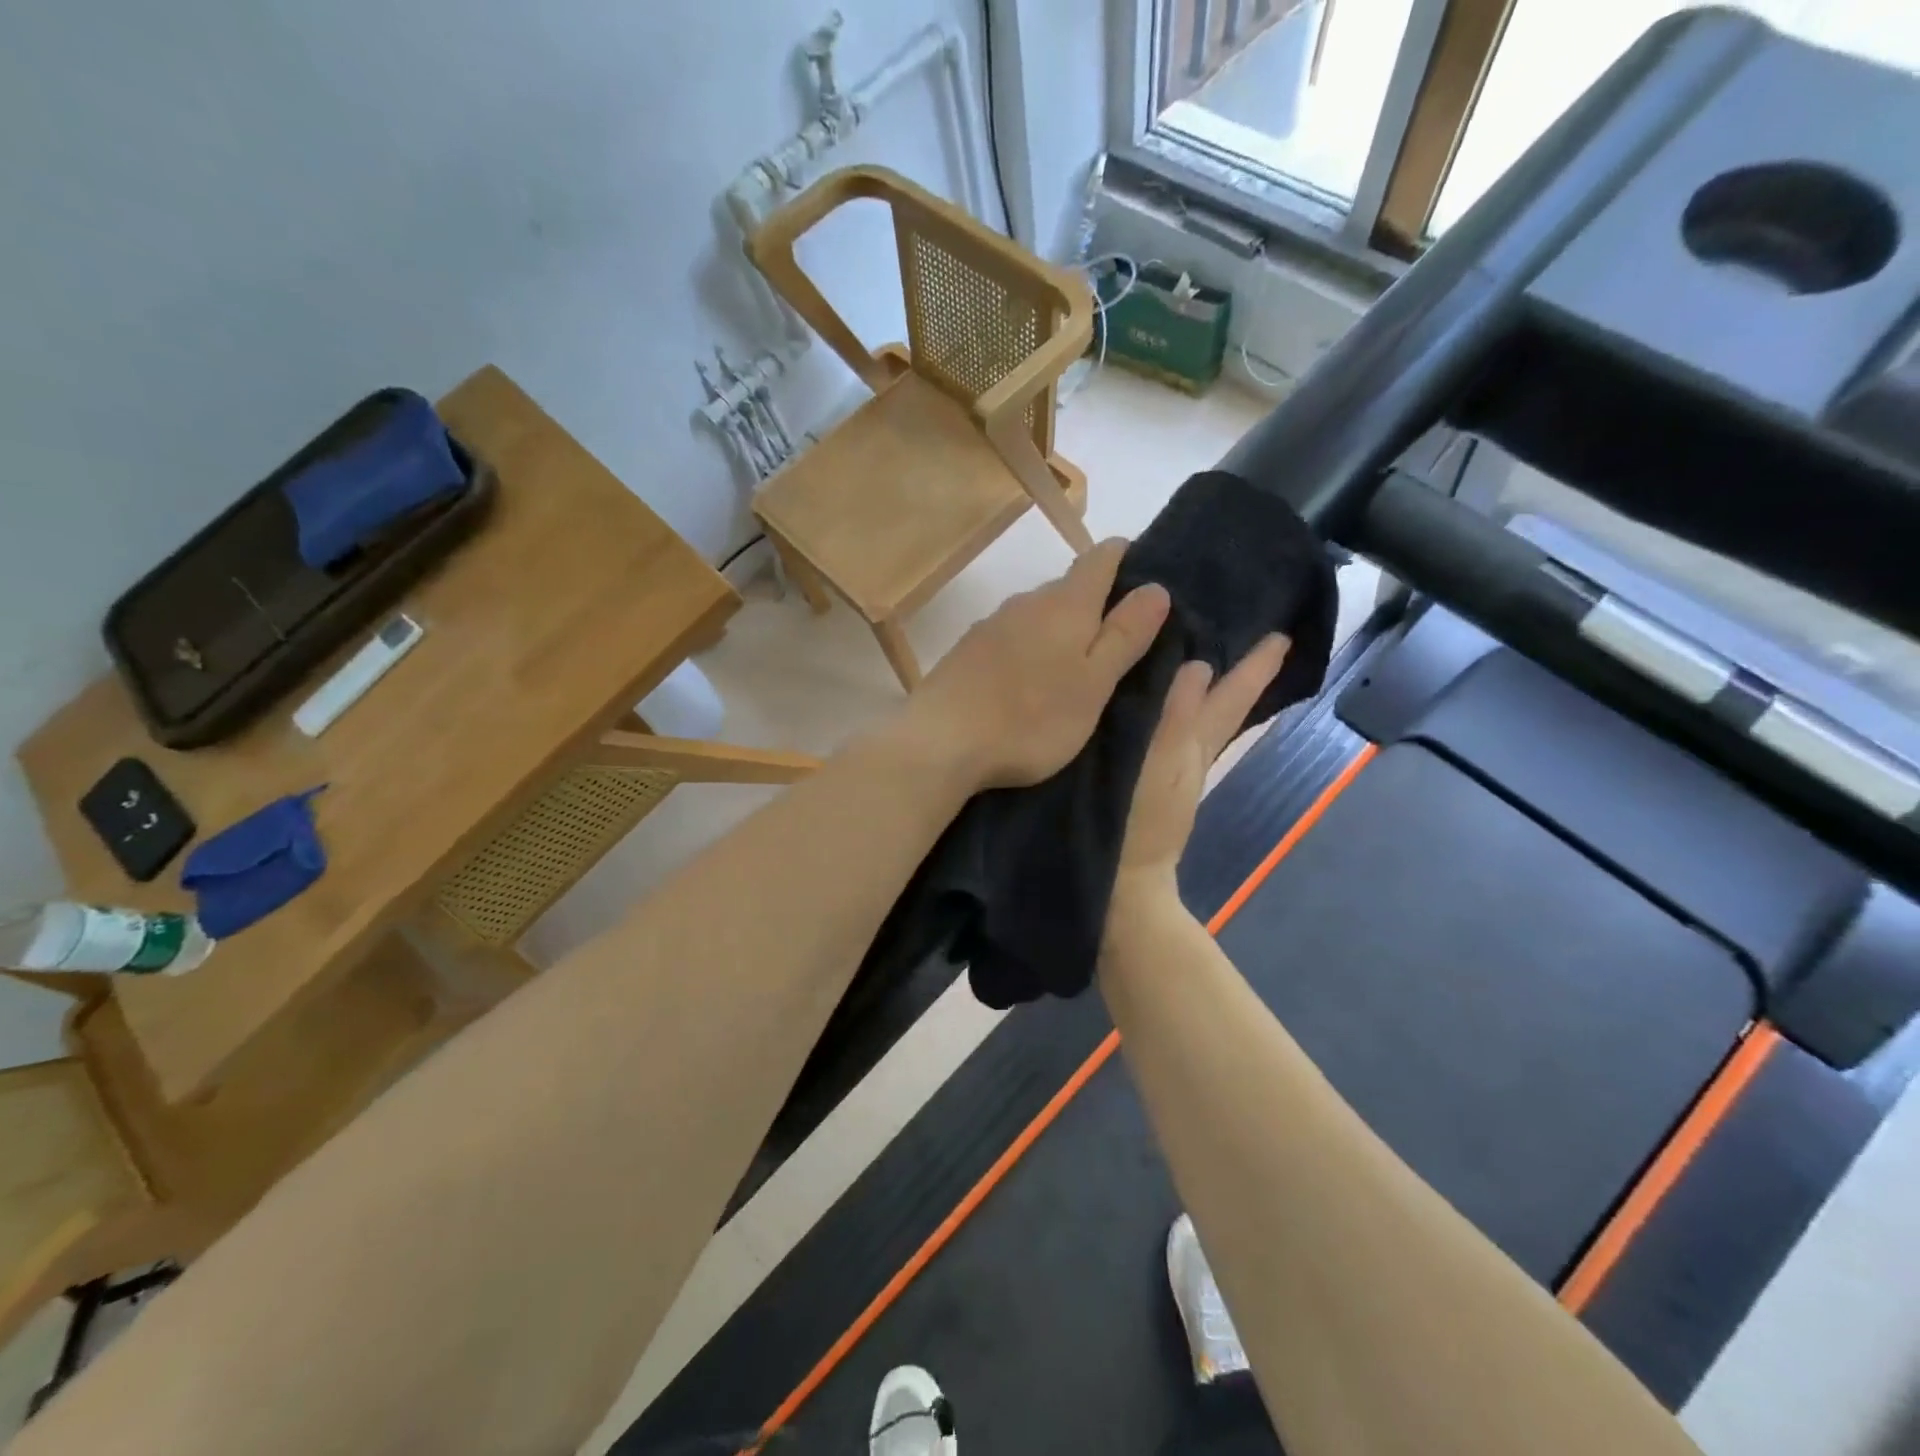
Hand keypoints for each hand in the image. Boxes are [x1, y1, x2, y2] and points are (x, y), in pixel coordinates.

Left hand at [902, 539, 1171, 790]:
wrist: (941, 742)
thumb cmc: (1031, 719)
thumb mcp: (1093, 684)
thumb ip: (1124, 635)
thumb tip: (1156, 587)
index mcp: (1065, 605)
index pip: (1102, 558)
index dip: (1126, 559)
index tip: (1144, 580)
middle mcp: (1026, 602)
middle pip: (1069, 587)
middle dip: (1095, 603)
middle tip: (1117, 641)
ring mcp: (991, 625)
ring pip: (1037, 614)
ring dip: (1059, 630)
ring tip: (1074, 667)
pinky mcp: (966, 651)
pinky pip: (1010, 638)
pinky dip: (1028, 649)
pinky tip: (1028, 682)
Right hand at [1114, 634, 1290, 897]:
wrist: (1122, 884)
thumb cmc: (1139, 822)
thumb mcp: (1160, 764)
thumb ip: (1177, 717)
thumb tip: (1199, 666)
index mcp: (1196, 745)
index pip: (1234, 698)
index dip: (1255, 667)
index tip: (1280, 633)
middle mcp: (1191, 754)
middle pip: (1223, 707)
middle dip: (1239, 673)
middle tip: (1251, 635)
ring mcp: (1170, 771)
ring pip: (1198, 719)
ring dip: (1207, 689)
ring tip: (1201, 656)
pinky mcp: (1147, 782)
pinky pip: (1168, 733)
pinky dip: (1173, 710)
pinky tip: (1155, 703)